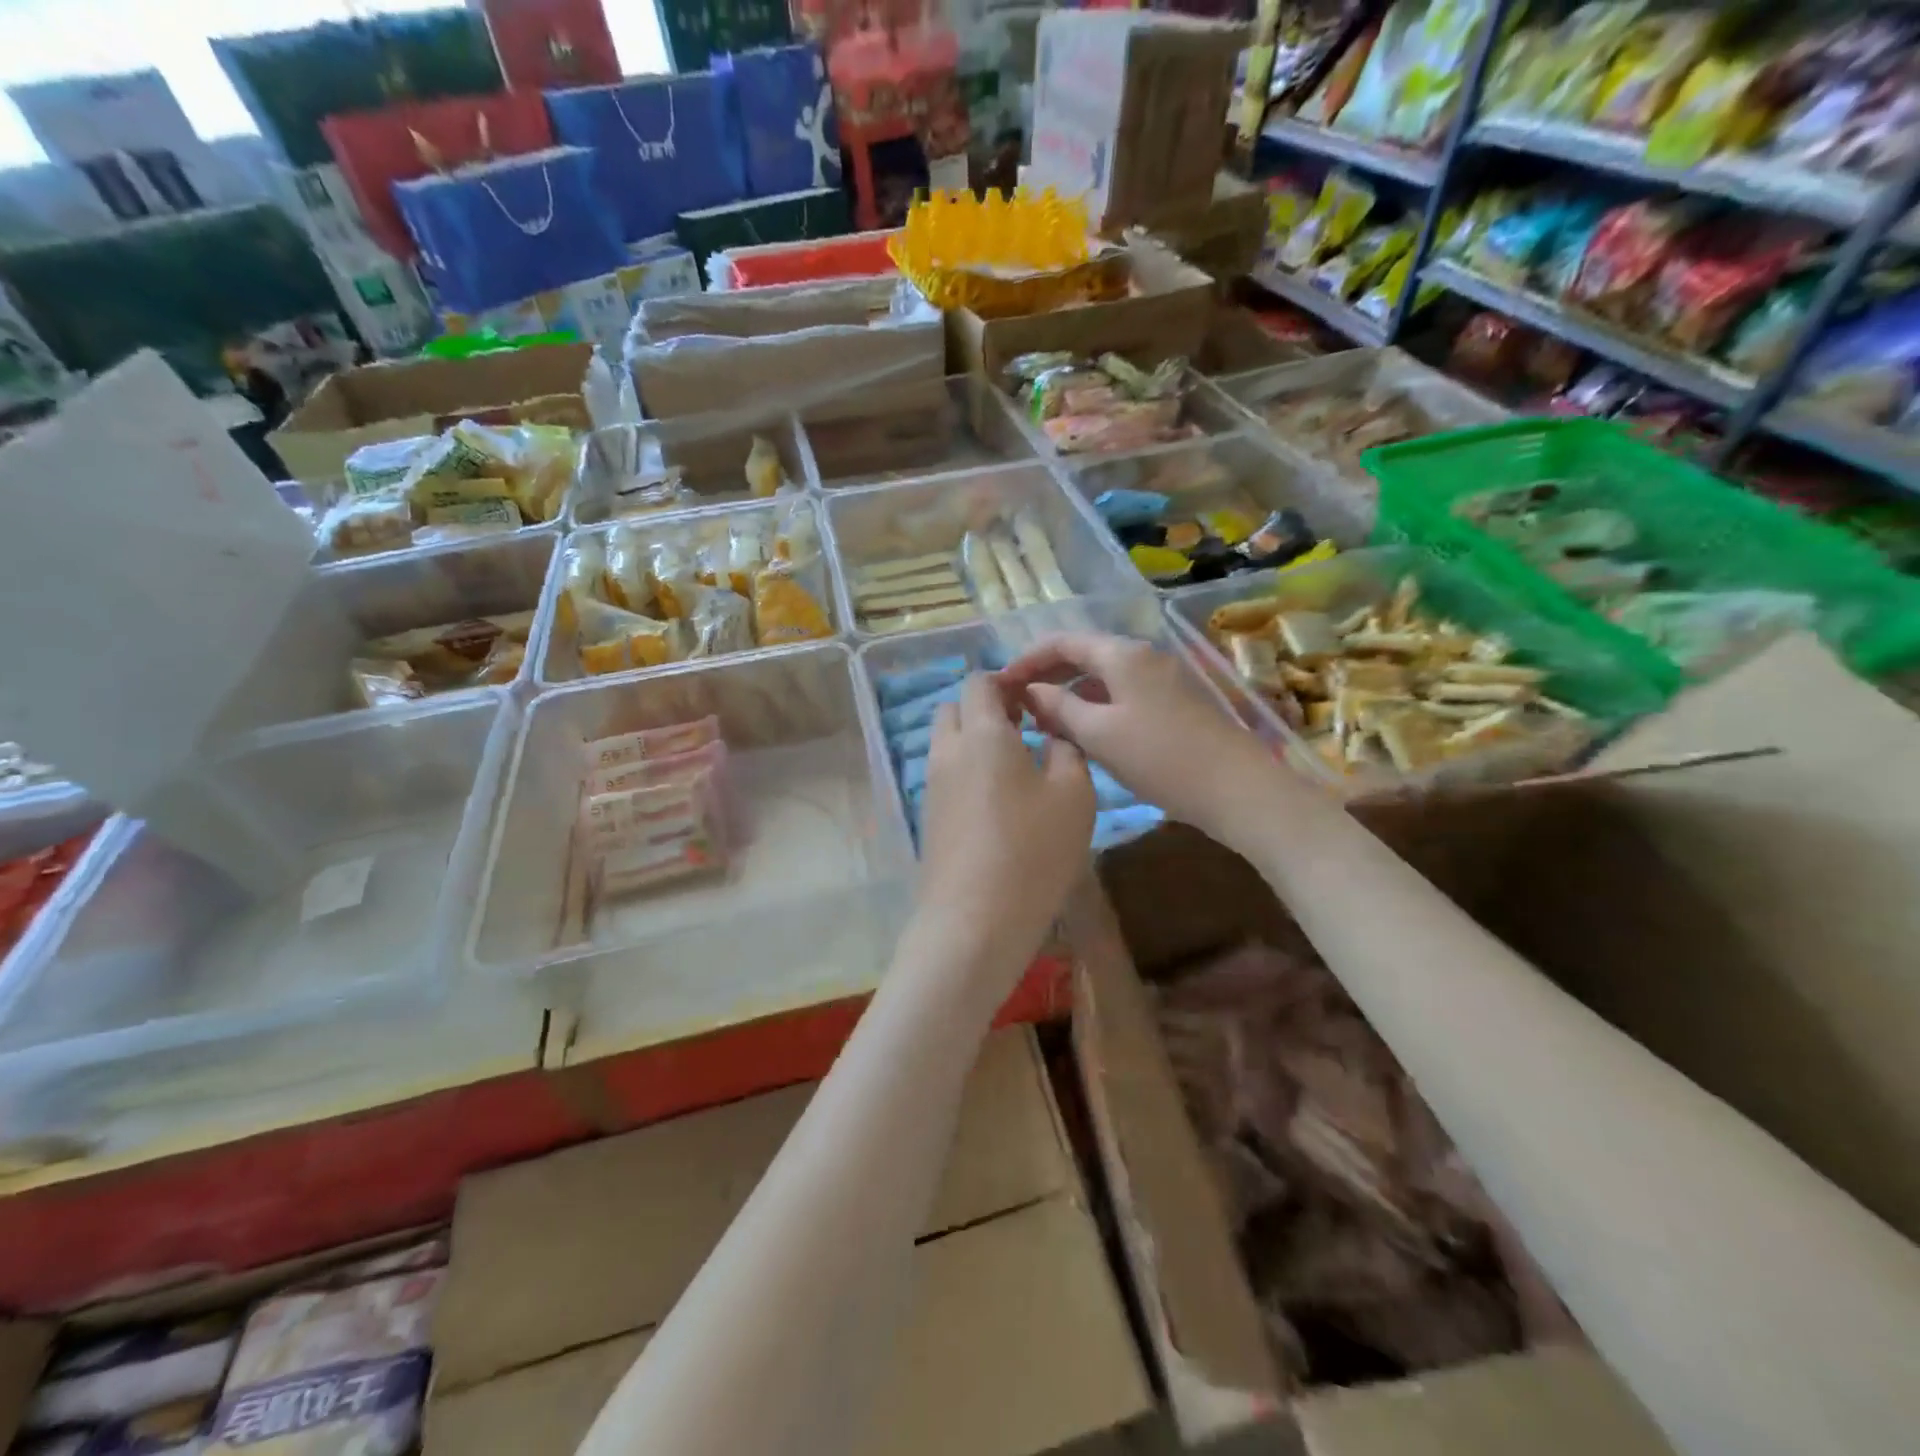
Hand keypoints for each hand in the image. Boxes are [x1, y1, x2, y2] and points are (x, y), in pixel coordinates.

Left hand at [915, 674, 1095, 980]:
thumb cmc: (1033, 850)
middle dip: (985, 708)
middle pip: (954, 708)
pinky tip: (997, 802)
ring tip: (1016, 768)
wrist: (975, 920)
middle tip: (1024, 731)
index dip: (1006, 682)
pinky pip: (945, 774)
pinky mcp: (928, 817)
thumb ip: (1066, 749)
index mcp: (983, 733)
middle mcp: (948, 751)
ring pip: (947, 742)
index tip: (1035, 702)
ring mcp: (932, 786)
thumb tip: (1052, 733)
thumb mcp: (1074, 794)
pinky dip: (966, 771)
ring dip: (974, 741)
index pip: (980, 682)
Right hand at [997, 633, 1276, 846]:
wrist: (1236, 788)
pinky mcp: (1174, 703)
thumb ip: (1058, 707)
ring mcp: (1162, 679)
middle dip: (1048, 677)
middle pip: (1084, 655)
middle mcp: (1143, 656)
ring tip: (1045, 725)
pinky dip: (1096, 707)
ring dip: (1071, 695)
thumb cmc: (1160, 758)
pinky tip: (1084, 734)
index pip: (1062, 641)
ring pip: (1103, 677)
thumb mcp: (1099, 733)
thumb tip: (1030, 691)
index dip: (1027, 659)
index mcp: (1122, 655)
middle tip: (1019, 706)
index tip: (1001, 685)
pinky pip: (1122, 694)